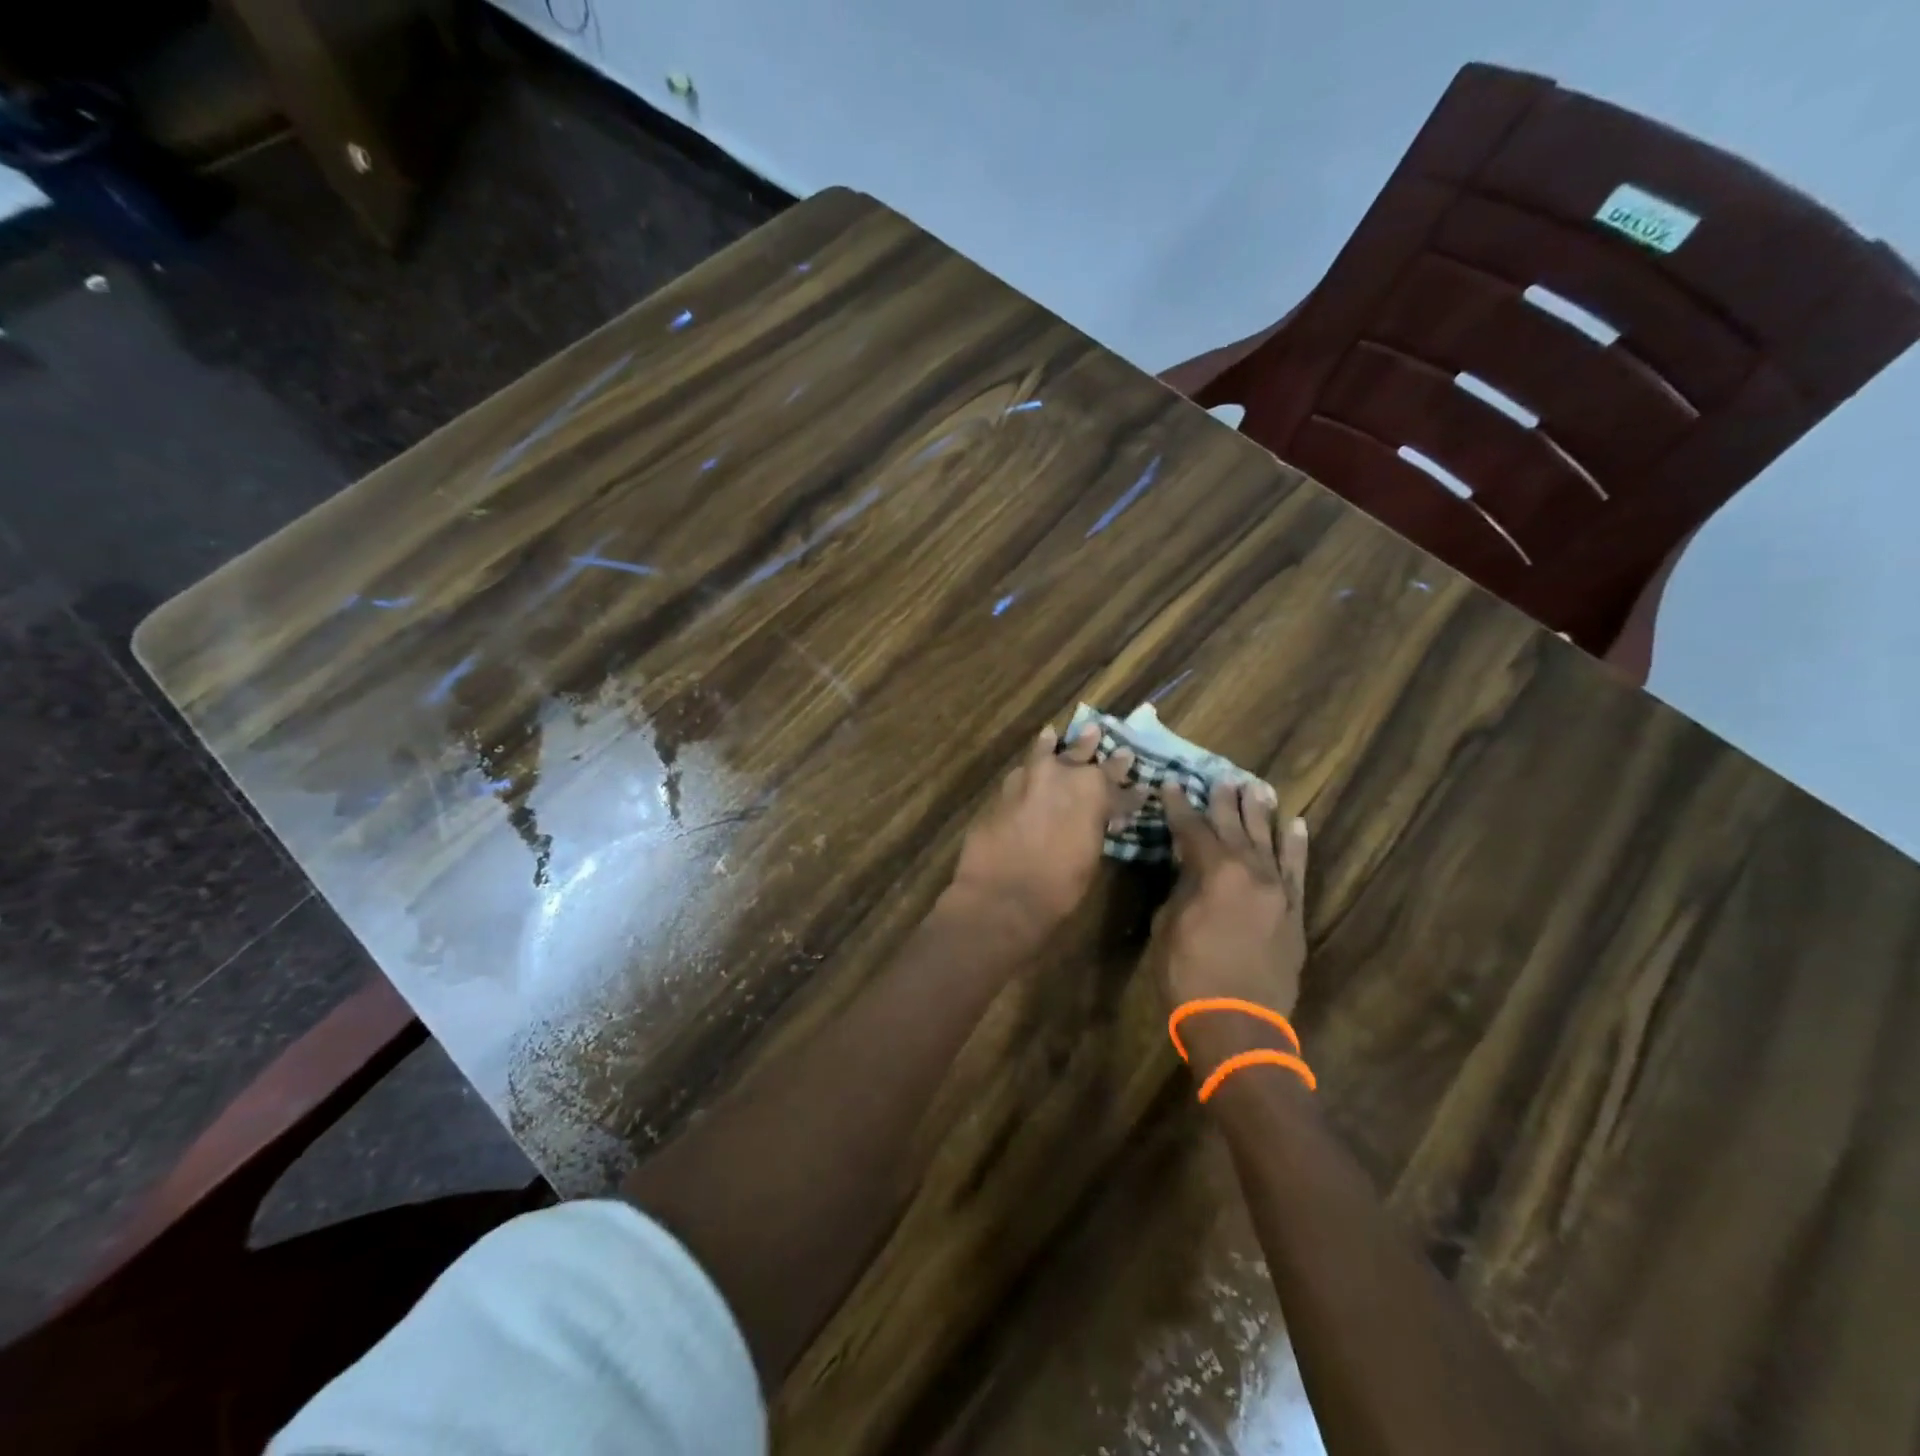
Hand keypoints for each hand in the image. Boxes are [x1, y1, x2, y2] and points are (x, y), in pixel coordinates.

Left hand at [947, 723, 1143, 941]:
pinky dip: (1028, 767)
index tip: (1142, 786)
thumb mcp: (1090, 857)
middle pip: (1082, 756)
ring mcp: (1028, 779)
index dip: (1131, 791)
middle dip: (1092, 747)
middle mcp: (1062, 775)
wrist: (1002, 894)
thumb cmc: (1058, 886)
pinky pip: (1021, 772)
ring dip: (1053, 745)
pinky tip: (1028, 764)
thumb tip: (1101, 819)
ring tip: (1054, 734)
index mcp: (1094, 792)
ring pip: (1045, 753)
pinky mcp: (1002, 791)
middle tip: (1097, 733)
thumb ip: (1095, 828)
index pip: (1119, 787)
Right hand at [1148, 779, 1309, 1059]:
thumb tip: (1190, 867)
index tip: (1173, 785)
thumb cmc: (1189, 974)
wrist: (1238, 1024)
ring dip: (1260, 813)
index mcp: (1214, 872)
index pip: (1193, 829)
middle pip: (1234, 828)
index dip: (1180, 806)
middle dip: (1224, 802)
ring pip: (1269, 841)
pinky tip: (1296, 824)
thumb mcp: (1168, 925)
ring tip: (1256, 787)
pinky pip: (1297, 871)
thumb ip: (1182, 887)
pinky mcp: (1294, 912)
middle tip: (1221, 778)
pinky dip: (1296, 846)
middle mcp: (1250, 872)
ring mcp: (1278, 891)